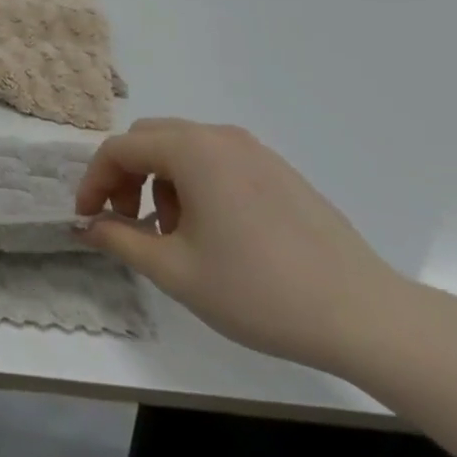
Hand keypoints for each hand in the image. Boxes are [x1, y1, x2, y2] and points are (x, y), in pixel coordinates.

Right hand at [75, 117, 406, 371]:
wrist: (369, 319)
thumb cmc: (261, 291)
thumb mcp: (176, 271)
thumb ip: (121, 239)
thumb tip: (88, 226)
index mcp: (191, 150)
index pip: (119, 149)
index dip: (94, 181)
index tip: (87, 219)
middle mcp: (220, 137)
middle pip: (149, 139)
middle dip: (125, 176)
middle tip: (127, 222)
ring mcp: (256, 152)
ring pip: (183, 148)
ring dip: (160, 181)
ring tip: (174, 234)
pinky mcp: (281, 172)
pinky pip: (217, 161)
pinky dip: (195, 184)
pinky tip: (213, 232)